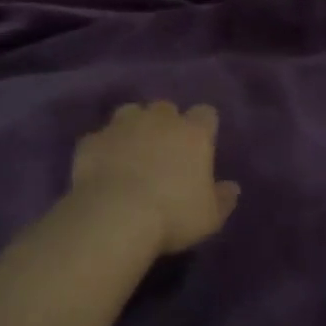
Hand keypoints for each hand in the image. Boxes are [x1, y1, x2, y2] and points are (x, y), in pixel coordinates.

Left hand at [71, 102, 238, 254]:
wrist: (114, 217)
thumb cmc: (172, 215)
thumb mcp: (209, 217)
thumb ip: (223, 199)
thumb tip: (232, 188)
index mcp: (193, 133)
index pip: (206, 114)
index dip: (204, 127)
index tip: (201, 147)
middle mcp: (159, 119)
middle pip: (166, 108)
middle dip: (166, 123)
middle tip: (164, 151)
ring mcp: (122, 125)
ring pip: (130, 113)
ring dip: (133, 127)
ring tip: (131, 152)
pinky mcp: (92, 140)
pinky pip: (100, 138)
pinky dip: (103, 148)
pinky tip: (102, 168)